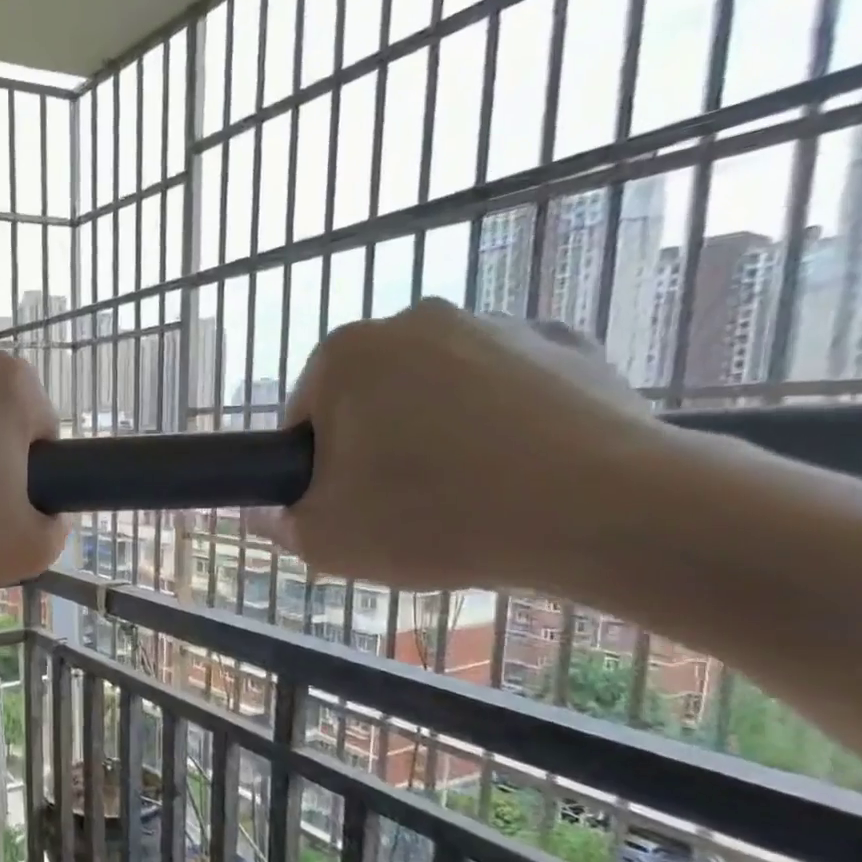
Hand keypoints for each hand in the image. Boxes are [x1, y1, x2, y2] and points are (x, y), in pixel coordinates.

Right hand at [261, 299, 669, 591]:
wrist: (599, 509)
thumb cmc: (432, 517)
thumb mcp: (324, 541)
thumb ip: (277, 523)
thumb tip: (262, 512)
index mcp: (344, 356)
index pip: (303, 417)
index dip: (314, 470)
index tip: (343, 508)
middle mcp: (413, 320)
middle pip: (369, 397)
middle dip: (374, 445)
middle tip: (399, 506)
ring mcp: (494, 324)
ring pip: (436, 390)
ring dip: (435, 432)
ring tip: (467, 494)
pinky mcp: (565, 342)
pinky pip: (506, 386)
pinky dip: (501, 421)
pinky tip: (518, 469)